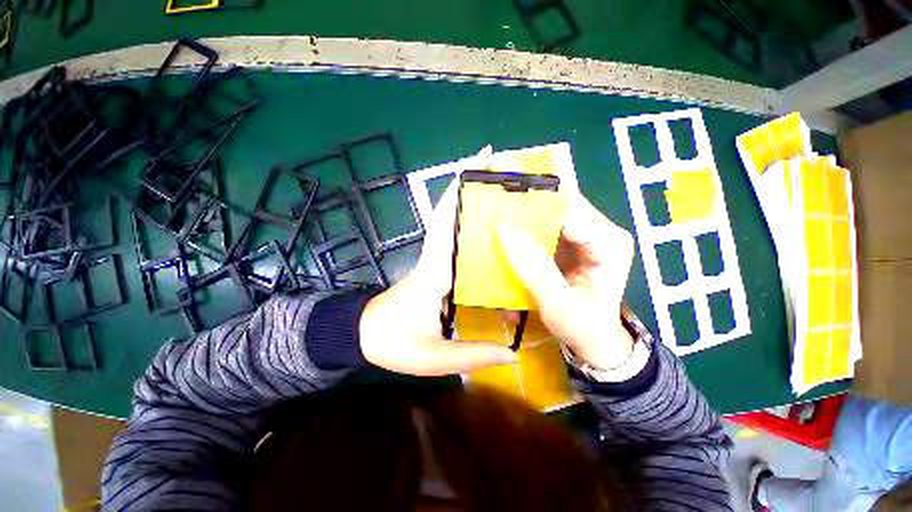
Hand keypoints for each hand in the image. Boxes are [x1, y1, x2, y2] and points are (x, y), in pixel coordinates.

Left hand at [359, 182, 517, 375]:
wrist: (365, 336)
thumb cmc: (393, 343)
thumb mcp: (433, 356)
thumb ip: (472, 354)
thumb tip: (512, 352)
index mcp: (435, 271)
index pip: (446, 221)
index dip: (460, 189)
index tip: (481, 159)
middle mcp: (435, 257)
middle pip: (450, 212)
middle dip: (472, 185)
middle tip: (503, 168)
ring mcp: (434, 260)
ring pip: (451, 222)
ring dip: (471, 201)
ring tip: (504, 191)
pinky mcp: (436, 266)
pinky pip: (453, 239)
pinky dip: (466, 224)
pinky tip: (490, 227)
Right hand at [497, 193, 637, 370]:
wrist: (592, 339)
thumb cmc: (581, 326)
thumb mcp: (556, 303)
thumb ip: (533, 267)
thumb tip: (504, 230)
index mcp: (608, 243)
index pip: (567, 211)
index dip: (533, 206)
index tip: (499, 205)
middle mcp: (601, 230)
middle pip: (560, 204)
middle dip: (527, 202)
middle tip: (492, 201)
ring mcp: (586, 234)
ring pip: (552, 210)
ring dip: (524, 211)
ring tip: (495, 211)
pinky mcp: (572, 240)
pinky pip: (546, 223)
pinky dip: (526, 223)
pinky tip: (508, 226)